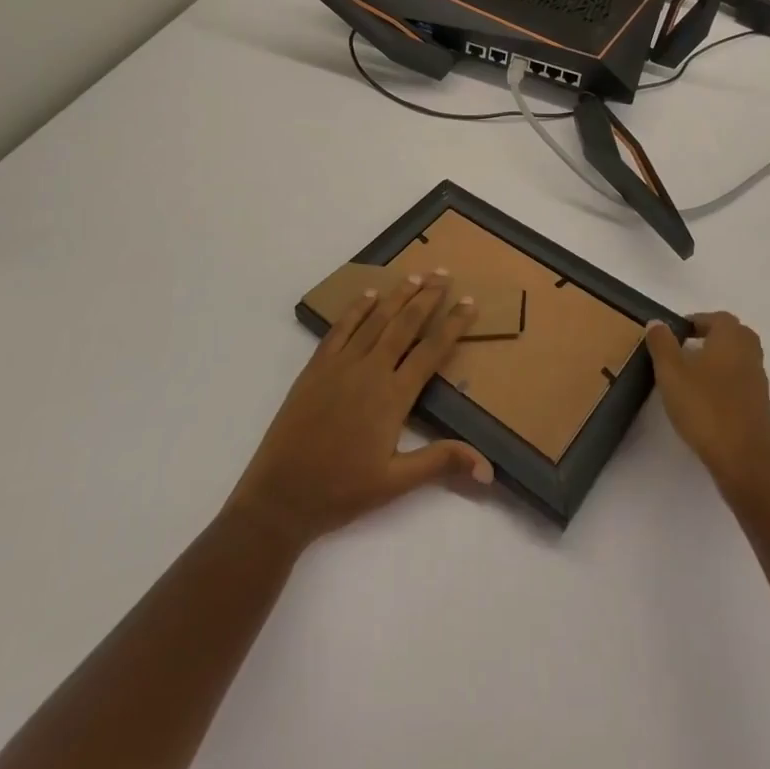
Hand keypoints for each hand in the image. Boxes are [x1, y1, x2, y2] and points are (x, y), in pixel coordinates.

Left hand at [227, 273, 492, 550]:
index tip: (470, 302)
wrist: (281, 495)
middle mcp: (370, 371)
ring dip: (397, 296)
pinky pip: (340, 329)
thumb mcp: (396, 484)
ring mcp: (340, 365)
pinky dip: (356, 309)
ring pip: (375, 320)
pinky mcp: (316, 367)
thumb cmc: (341, 491)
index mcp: (393, 397)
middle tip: (443, 273)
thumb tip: (488, 467)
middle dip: (427, 297)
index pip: (431, 351)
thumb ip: (440, 462)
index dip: (453, 325)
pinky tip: (368, 296)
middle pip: (404, 324)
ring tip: (415, 275)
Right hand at [645, 312, 769, 501]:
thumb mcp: (671, 372)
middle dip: (709, 337)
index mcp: (732, 338)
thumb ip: (662, 343)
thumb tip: (657, 322)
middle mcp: (750, 354)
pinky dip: (724, 382)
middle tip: (684, 350)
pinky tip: (704, 400)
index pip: (717, 318)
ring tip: (689, 376)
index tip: (675, 334)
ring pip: (737, 359)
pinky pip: (740, 382)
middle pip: (732, 335)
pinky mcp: (759, 407)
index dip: (695, 321)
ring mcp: (758, 382)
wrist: (744, 462)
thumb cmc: (705, 408)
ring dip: (717, 360)